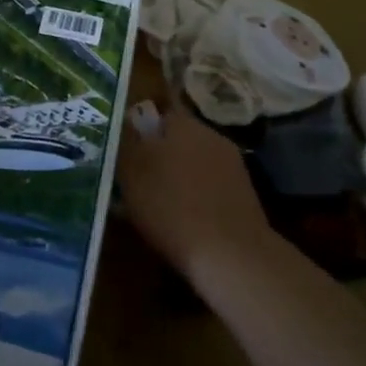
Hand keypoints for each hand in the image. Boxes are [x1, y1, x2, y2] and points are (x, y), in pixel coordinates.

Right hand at [119, 101, 271, 280]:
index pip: (158, 112)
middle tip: (139, 177)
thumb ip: (125, 141)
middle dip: (160, 152)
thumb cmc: (171, 206)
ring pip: (195, 161)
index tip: (127, 148)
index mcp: (182, 123)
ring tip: (161, 202)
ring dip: (180, 174)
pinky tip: (187, 218)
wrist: (231, 254)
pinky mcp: (244, 192)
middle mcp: (210, 134)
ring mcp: (231, 163)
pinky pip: (211, 184)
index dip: (140, 128)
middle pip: (178, 137)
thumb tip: (122, 121)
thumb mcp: (131, 172)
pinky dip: (199, 195)